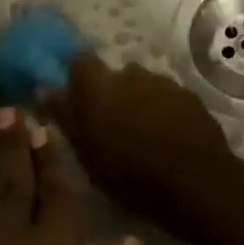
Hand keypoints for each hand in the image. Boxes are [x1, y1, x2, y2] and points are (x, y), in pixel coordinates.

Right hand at [44, 52, 233, 221]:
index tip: (79, 100)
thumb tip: (47, 89)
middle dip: (112, 94)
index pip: (80, 61)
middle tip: (112, 127)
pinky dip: (164, 110)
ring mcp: (165, 83)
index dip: (79, 78)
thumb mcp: (87, 154)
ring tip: (143, 134)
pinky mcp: (190, 95)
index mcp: (100, 87)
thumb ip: (66, 117)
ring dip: (140, 102)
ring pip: (144, 85)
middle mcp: (132, 75)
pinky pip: (168, 97)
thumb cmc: (131, 176)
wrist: (196, 182)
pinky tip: (168, 136)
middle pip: (115, 75)